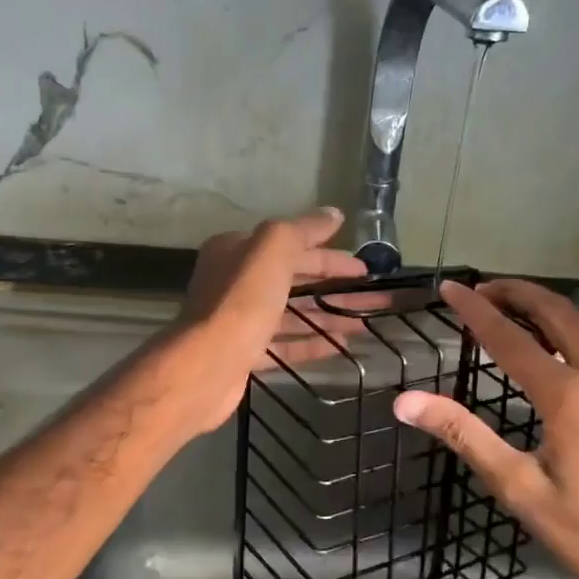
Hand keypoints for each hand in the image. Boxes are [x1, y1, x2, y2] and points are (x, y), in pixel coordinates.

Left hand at [170, 207, 370, 430]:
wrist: (207, 364)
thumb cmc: (242, 300)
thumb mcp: (273, 249)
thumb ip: (303, 229)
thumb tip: (333, 214)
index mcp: (236, 250)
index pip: (290, 246)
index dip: (328, 255)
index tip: (363, 268)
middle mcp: (234, 282)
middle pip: (292, 279)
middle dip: (332, 286)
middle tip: (371, 296)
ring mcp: (239, 320)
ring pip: (291, 313)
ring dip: (327, 315)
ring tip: (364, 323)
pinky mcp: (244, 353)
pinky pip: (284, 344)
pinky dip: (311, 343)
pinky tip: (341, 347)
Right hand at [392, 279, 578, 578]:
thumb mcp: (521, 490)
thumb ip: (466, 437)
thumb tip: (407, 402)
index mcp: (568, 394)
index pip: (508, 337)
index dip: (475, 310)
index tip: (450, 286)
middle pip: (555, 309)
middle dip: (515, 291)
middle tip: (481, 289)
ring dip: (549, 303)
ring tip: (517, 310)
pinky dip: (576, 323)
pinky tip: (565, 345)